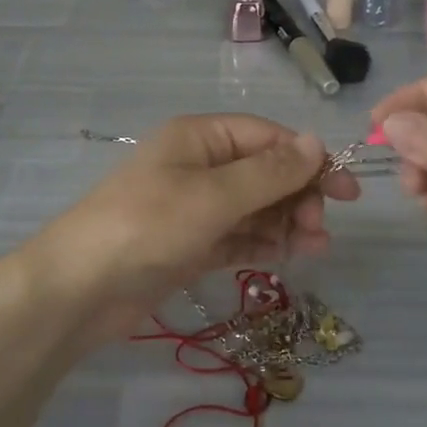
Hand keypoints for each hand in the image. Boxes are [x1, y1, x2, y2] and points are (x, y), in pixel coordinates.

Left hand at [25, 116, 360, 339]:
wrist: (80, 289)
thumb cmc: (148, 226)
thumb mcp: (213, 196)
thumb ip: (268, 173)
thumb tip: (316, 142)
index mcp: (200, 138)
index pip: (267, 138)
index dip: (308, 160)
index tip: (346, 190)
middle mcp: (199, 166)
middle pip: (264, 173)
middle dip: (297, 197)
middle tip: (320, 229)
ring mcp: (194, 208)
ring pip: (255, 208)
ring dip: (286, 224)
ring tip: (315, 248)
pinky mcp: (191, 245)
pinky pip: (238, 237)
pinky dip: (262, 244)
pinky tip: (286, 257)